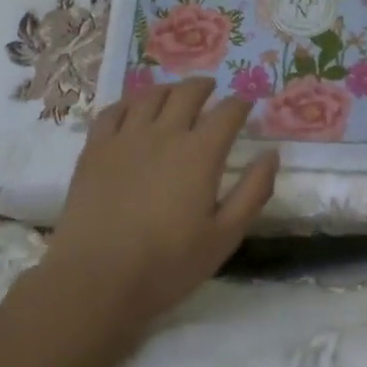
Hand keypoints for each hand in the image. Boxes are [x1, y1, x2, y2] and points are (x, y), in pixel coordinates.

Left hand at [39, 78, 277, 332]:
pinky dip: (129, 103)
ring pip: (150, 96)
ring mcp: (125, 138)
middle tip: (211, 89)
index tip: (247, 103)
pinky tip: (133, 110)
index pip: (227, 113)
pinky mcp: (95, 149)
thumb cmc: (167, 265)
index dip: (240, 103)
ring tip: (175, 95)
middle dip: (204, 86)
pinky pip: (113, 111)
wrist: (95, 280)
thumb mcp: (225, 237)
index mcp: (200, 153)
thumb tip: (272, 154)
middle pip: (187, 93)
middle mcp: (164, 134)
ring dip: (169, 90)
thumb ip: (253, 192)